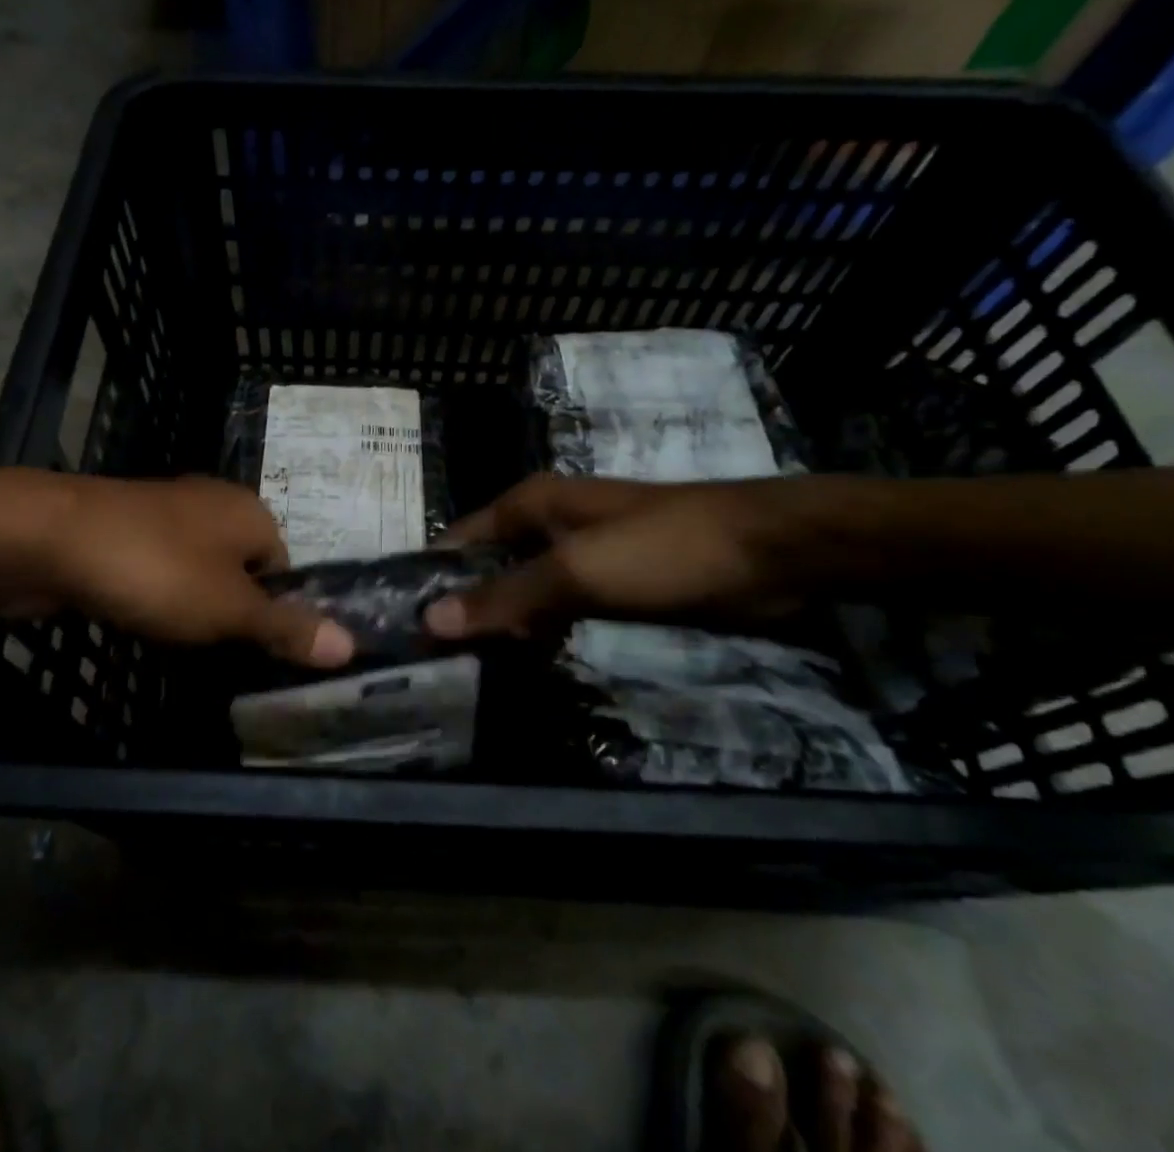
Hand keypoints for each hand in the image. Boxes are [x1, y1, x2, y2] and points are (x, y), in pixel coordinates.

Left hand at [37, 475, 354, 667]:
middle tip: (216, 652)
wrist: (51, 538)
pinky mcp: (125, 529)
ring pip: (197, 569)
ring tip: (176, 639)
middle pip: (241, 568)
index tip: (253, 650)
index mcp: (250, 512)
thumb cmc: (157, 570)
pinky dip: (154, 594)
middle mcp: (213, 503)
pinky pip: (157, 568)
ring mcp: (164, 513)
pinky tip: (138, 617)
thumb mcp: (230, 609)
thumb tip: (352, 645)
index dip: (275, 612)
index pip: (286, 568)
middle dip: (231, 611)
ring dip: (190, 605)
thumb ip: (286, 627)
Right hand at [423, 473, 799, 639]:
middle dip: (464, 605)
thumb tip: (430, 619)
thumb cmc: (663, 550)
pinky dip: (539, 631)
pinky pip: (557, 608)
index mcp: (529, 505)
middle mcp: (546, 525)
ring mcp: (580, 555)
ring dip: (501, 623)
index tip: (403, 624)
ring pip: (522, 590)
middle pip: (487, 566)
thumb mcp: (577, 572)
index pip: (460, 539)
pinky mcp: (610, 585)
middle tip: (432, 658)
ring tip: (466, 668)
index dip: (432, 577)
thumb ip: (504, 596)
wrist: (769, 555)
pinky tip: (524, 661)